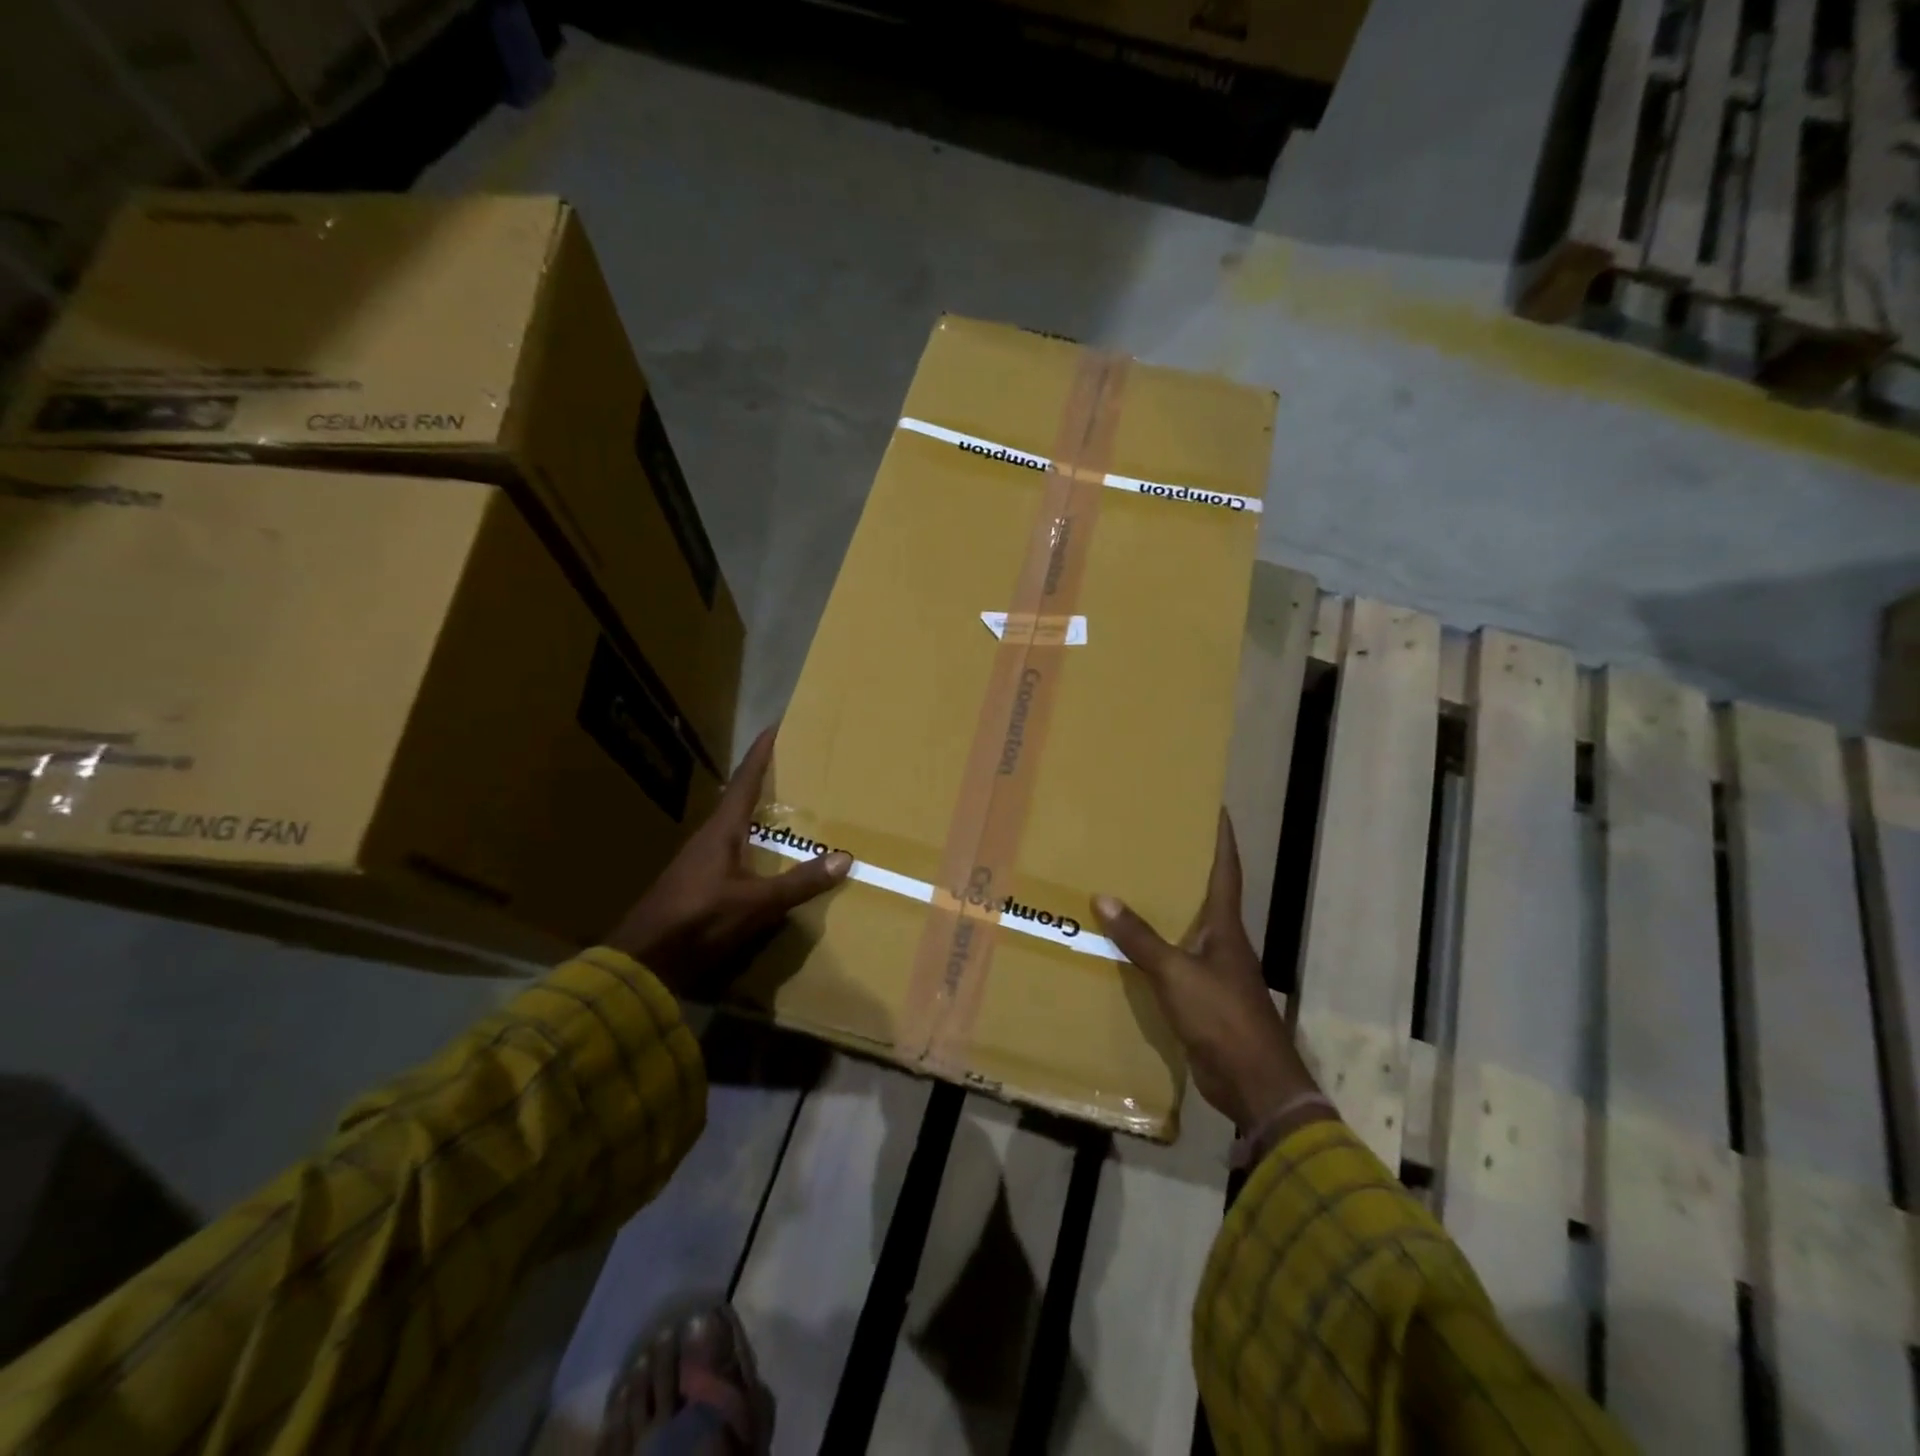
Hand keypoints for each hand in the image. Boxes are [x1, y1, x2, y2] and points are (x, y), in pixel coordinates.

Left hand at [607, 726, 850, 999]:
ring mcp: (700, 862)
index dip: (760, 755)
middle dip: (766, 784)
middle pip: (740, 801)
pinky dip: (754, 846)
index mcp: (721, 831)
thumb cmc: (699, 920)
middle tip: (795, 770)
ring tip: (789, 811)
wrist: (644, 960)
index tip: (775, 727)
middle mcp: (709, 838)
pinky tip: (767, 859)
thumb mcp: (756, 902)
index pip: (744, 782)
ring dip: (759, 817)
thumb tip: (844, 857)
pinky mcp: (698, 884)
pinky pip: (734, 853)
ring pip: (736, 829)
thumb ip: (799, 883)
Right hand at [1092, 810, 1319, 1129]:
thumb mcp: (1176, 973)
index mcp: (1226, 927)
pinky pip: (1172, 963)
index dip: (1221, 839)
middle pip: (1204, 896)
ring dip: (1163, 911)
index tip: (1215, 808)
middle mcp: (1222, 943)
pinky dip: (1152, 950)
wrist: (1252, 1082)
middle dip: (1183, 869)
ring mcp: (1213, 972)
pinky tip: (1127, 946)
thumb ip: (1140, 938)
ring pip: (1184, 930)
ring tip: (1130, 886)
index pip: (1226, 871)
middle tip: (1151, 842)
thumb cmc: (1222, 1016)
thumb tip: (1103, 897)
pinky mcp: (1200, 999)